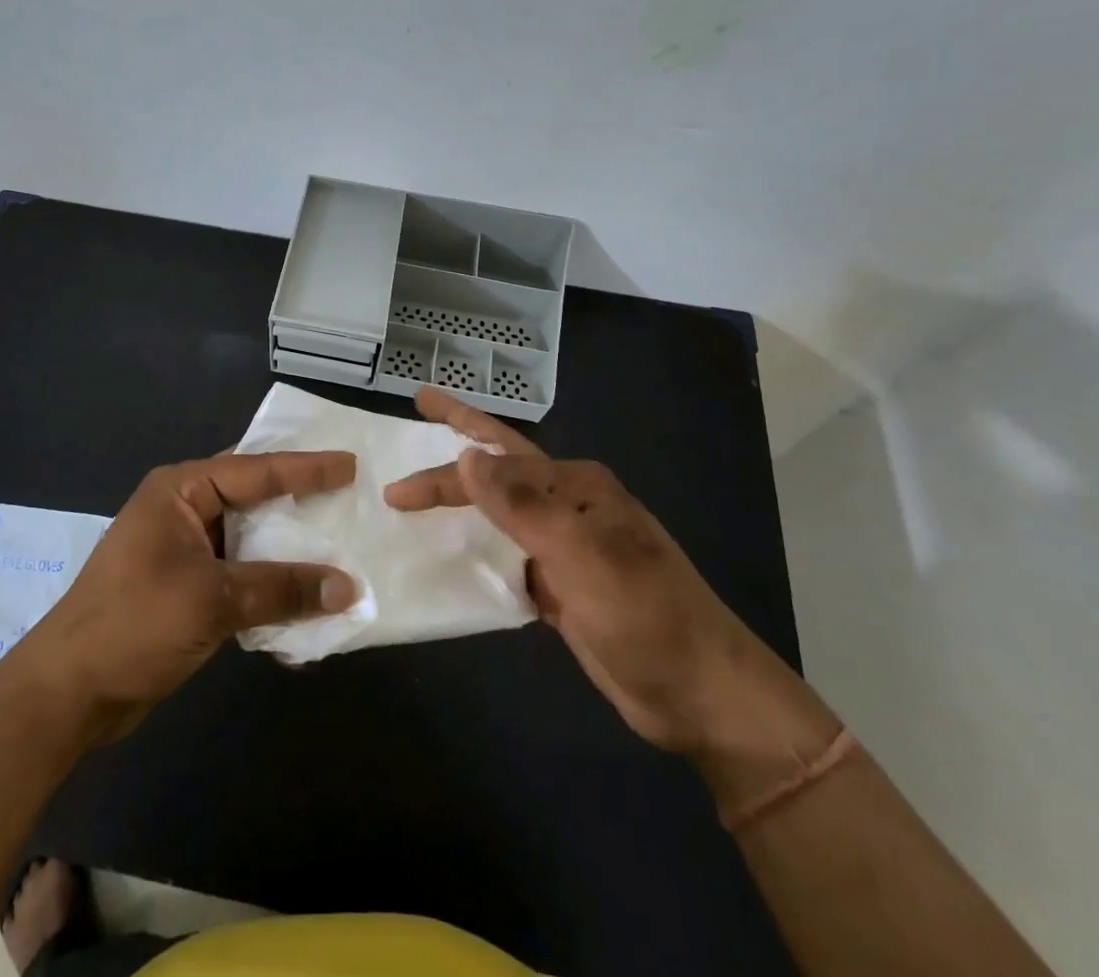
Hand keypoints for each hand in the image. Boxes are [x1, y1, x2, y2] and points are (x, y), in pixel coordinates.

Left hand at [14, 451, 358, 741]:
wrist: (68, 695)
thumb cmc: (134, 624)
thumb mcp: (212, 599)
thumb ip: (281, 588)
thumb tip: (349, 587)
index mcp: (180, 491)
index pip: (255, 469)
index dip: (306, 468)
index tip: (351, 465)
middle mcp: (183, 511)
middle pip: (254, 499)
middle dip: (300, 504)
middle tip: (351, 498)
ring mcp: (184, 551)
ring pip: (251, 540)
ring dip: (289, 551)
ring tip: (340, 547)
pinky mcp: (187, 589)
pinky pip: (241, 575)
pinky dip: (270, 586)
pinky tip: (305, 601)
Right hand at [385, 389, 823, 760]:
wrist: (702, 696)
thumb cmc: (646, 618)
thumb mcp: (584, 558)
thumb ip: (523, 507)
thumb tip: (468, 456)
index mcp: (576, 486)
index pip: (496, 465)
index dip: (444, 475)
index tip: (396, 491)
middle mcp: (568, 505)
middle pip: (501, 462)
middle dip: (461, 431)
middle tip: (422, 402)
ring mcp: (565, 545)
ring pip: (500, 507)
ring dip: (463, 492)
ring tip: (426, 474)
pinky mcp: (560, 585)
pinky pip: (506, 553)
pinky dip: (476, 546)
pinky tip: (452, 546)